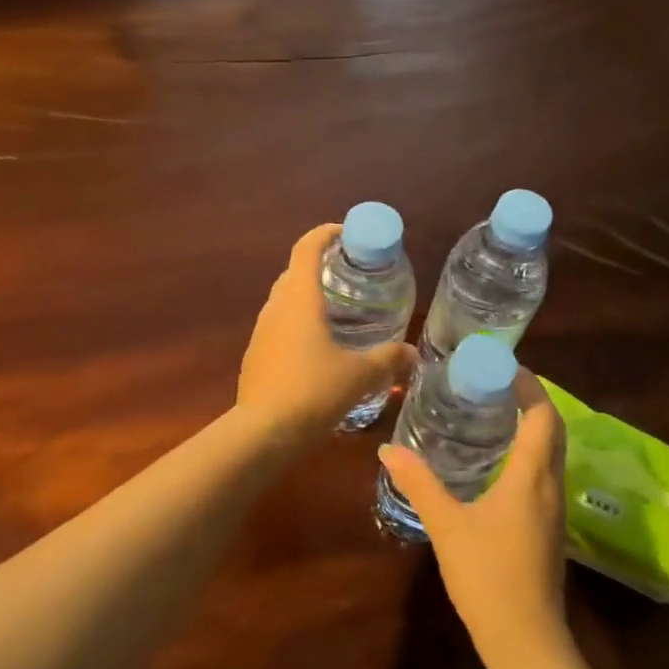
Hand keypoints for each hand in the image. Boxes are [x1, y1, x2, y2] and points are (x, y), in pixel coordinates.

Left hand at [237, 224, 416, 449]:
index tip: (347, 234)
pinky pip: (279, 328)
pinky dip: (299, 326)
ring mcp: (260, 333)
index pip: (306, 248)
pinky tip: (319, 350)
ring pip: (285, 302)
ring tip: (340, 313)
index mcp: (299, 299)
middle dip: (321, 267)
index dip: (325, 233)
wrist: (262, 434)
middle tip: (352, 277)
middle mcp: (275, 308)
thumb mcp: (360, 375)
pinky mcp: (255, 357)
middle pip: (295, 273)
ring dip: (309, 298)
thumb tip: (413, 354)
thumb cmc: (313, 392)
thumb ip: (388, 360)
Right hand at [378, 369, 569, 667]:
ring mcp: (554, 509)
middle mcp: (551, 485)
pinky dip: (528, 453)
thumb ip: (419, 483)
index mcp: (531, 476)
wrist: (525, 639)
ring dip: (531, 426)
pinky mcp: (549, 528)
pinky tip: (498, 462)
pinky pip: (545, 474)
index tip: (503, 365)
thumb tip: (388, 448)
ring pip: (552, 453)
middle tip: (493, 384)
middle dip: (530, 400)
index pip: (542, 415)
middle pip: (552, 429)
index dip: (528, 385)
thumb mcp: (447, 524)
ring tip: (494, 413)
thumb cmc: (487, 575)